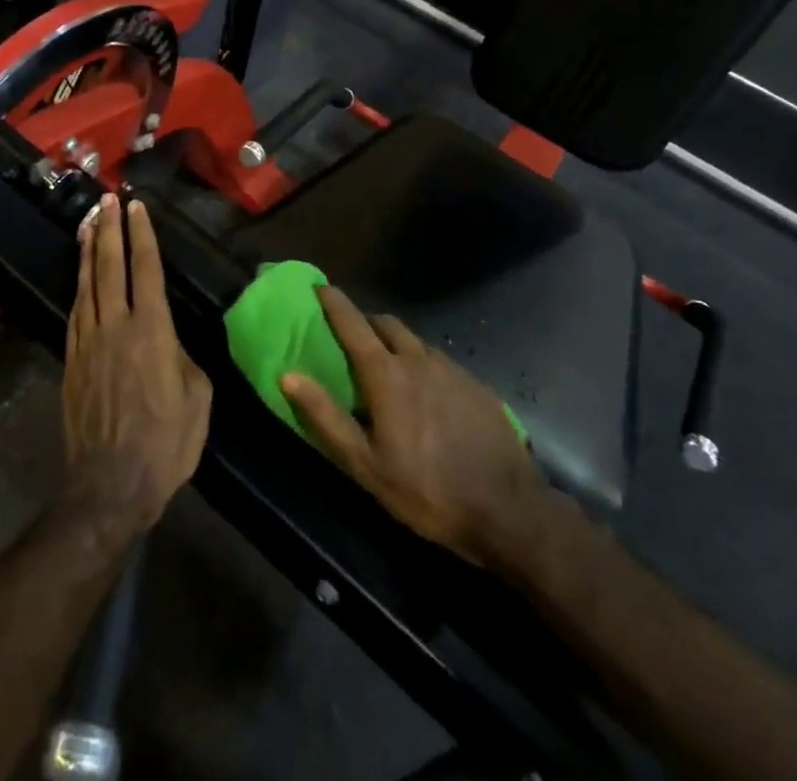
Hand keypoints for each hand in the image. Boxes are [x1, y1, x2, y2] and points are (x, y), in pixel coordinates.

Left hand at [62, 194, 211, 540]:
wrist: (109, 486)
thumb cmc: (166, 444)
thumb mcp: (197, 398)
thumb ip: (183, 358)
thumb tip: (170, 343)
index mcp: (152, 331)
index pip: (145, 270)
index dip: (142, 235)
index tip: (136, 207)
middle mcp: (116, 326)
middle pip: (110, 266)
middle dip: (109, 229)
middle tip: (106, 199)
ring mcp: (88, 342)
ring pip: (87, 284)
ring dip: (89, 251)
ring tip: (87, 223)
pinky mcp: (72, 361)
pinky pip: (75, 311)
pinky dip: (79, 286)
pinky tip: (81, 276)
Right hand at [281, 286, 549, 568]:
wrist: (508, 511)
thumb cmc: (426, 491)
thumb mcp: (365, 464)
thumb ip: (325, 416)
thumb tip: (288, 375)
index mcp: (387, 375)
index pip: (353, 324)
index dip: (334, 302)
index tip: (319, 286)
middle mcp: (419, 359)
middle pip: (386, 324)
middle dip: (365, 321)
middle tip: (352, 336)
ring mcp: (452, 369)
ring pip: (415, 342)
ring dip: (395, 343)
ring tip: (389, 367)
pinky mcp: (477, 385)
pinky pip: (440, 361)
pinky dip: (423, 364)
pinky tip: (427, 394)